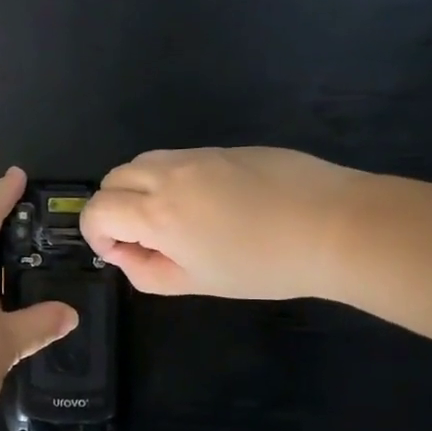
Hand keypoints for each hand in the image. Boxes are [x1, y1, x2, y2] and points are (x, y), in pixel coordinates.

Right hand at [80, 147, 364, 298]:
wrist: (334, 225)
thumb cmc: (264, 265)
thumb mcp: (197, 282)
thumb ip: (147, 272)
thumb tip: (125, 254)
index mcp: (156, 212)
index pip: (96, 210)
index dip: (96, 235)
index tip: (121, 253)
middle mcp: (167, 175)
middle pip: (112, 179)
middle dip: (113, 208)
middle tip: (144, 237)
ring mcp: (197, 155)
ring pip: (141, 162)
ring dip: (138, 189)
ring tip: (172, 218)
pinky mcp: (223, 148)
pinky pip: (177, 158)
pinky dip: (170, 178)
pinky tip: (208, 203)